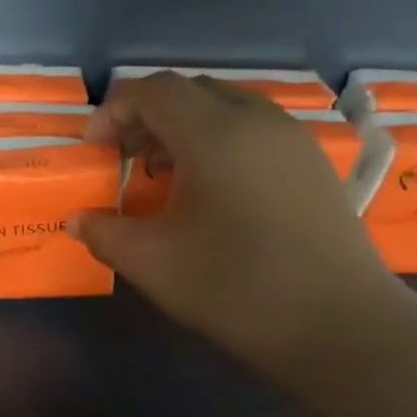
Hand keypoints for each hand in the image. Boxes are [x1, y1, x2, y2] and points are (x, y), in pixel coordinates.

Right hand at [68, 71, 404, 375]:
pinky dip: (217, 143)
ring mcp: (292, 141)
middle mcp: (257, 122)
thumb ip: (103, 232)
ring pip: (226, 109)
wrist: (339, 325)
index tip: (93, 148)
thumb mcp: (149, 261)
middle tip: (123, 157)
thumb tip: (77, 221)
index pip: (153, 91)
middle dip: (147, 116)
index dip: (113, 110)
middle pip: (191, 92)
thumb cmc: (232, 285)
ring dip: (183, 129)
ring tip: (162, 175)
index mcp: (214, 134)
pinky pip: (253, 131)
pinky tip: (208, 192)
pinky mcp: (313, 166)